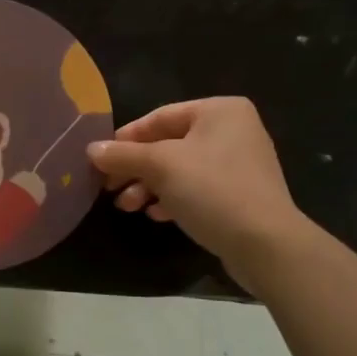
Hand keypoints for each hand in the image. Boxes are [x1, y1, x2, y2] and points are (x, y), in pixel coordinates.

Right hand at [87, 98, 309, 287]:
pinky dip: (173, 198)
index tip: (101, 160)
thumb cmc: (212, 190)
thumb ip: (123, 155)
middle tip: (110, 189)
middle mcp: (233, 130)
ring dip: (150, 186)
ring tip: (127, 207)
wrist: (266, 245)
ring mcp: (240, 163)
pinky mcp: (241, 195)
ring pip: (181, 169)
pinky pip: (198, 189)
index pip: (159, 117)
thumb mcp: (161, 167)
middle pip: (169, 144)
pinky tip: (156, 215)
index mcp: (219, 110)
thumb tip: (90, 149)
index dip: (126, 138)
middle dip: (136, 168)